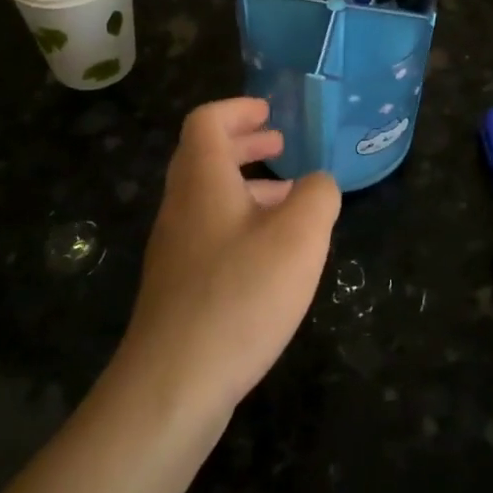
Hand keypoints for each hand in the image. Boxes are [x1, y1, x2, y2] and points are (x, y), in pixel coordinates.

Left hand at [121, 98, 340, 417]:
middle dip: (244, 144)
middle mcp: (181, 207)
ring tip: (290, 201)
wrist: (174, 383)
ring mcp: (174, 248)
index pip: (206, 121)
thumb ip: (318, 197)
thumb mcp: (300, 238)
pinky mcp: (178, 285)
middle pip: (204, 156)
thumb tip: (318, 184)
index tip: (270, 112)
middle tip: (281, 145)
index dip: (238, 109)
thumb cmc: (240, 296)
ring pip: (209, 198)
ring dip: (246, 187)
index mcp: (202, 181)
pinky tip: (271, 256)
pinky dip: (241, 224)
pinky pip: (210, 233)